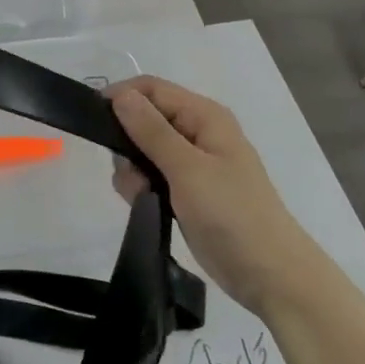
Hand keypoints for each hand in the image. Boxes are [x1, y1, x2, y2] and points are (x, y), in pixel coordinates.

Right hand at [109, 76, 316, 315]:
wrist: (269, 275)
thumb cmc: (232, 214)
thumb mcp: (188, 169)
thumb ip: (151, 131)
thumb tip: (120, 94)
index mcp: (204, 116)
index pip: (152, 88)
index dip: (122, 97)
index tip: (95, 122)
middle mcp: (197, 132)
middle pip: (145, 118)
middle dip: (127, 141)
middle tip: (128, 170)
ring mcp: (192, 163)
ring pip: (143, 149)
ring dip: (133, 169)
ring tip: (142, 194)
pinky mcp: (186, 191)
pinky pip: (151, 175)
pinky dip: (142, 186)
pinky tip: (146, 204)